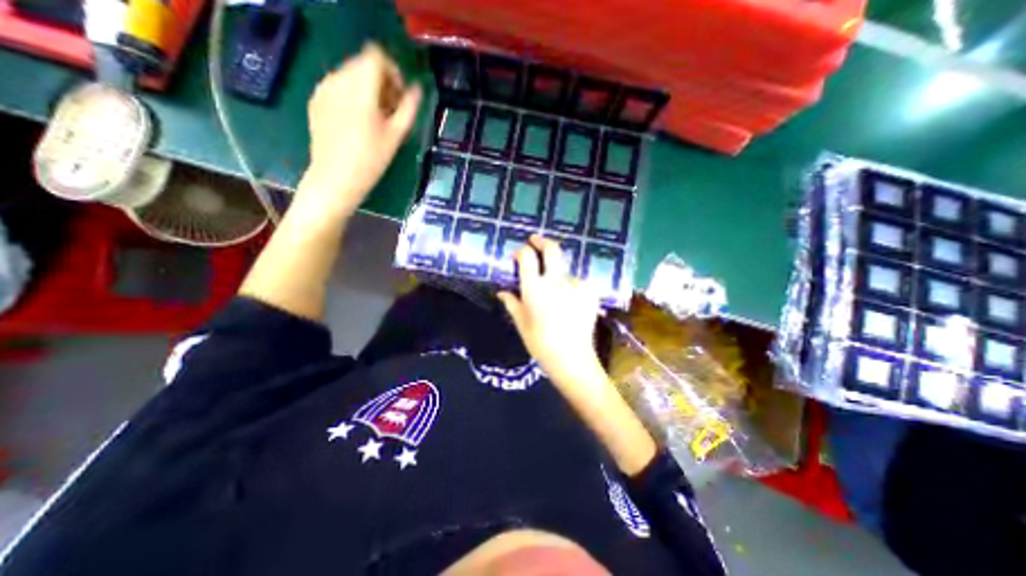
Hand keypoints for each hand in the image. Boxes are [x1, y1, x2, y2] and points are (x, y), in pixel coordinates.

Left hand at [297, 43, 420, 220]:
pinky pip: (338, 85)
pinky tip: (357, 121)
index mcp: (361, 88)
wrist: (335, 179)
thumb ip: (409, 108)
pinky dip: (351, 95)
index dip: (393, 72)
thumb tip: (417, 89)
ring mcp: (323, 88)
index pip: (377, 56)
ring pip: (350, 73)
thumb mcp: (396, 136)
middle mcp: (338, 80)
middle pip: (363, 63)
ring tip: (375, 118)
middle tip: (391, 110)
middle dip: (381, 81)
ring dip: (367, 88)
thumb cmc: (371, 161)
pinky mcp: (316, 99)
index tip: (400, 96)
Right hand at [496, 235, 602, 384]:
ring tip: (555, 288)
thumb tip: (502, 292)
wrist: (572, 358)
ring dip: (557, 271)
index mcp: (534, 287)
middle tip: (536, 242)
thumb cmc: (540, 343)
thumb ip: (511, 302)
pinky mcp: (589, 291)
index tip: (519, 255)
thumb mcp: (521, 323)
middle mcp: (555, 280)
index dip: (521, 251)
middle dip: (542, 241)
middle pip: (552, 248)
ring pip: (565, 268)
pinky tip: (570, 300)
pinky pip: (577, 281)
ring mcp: (575, 284)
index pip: (527, 256)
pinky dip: (571, 286)